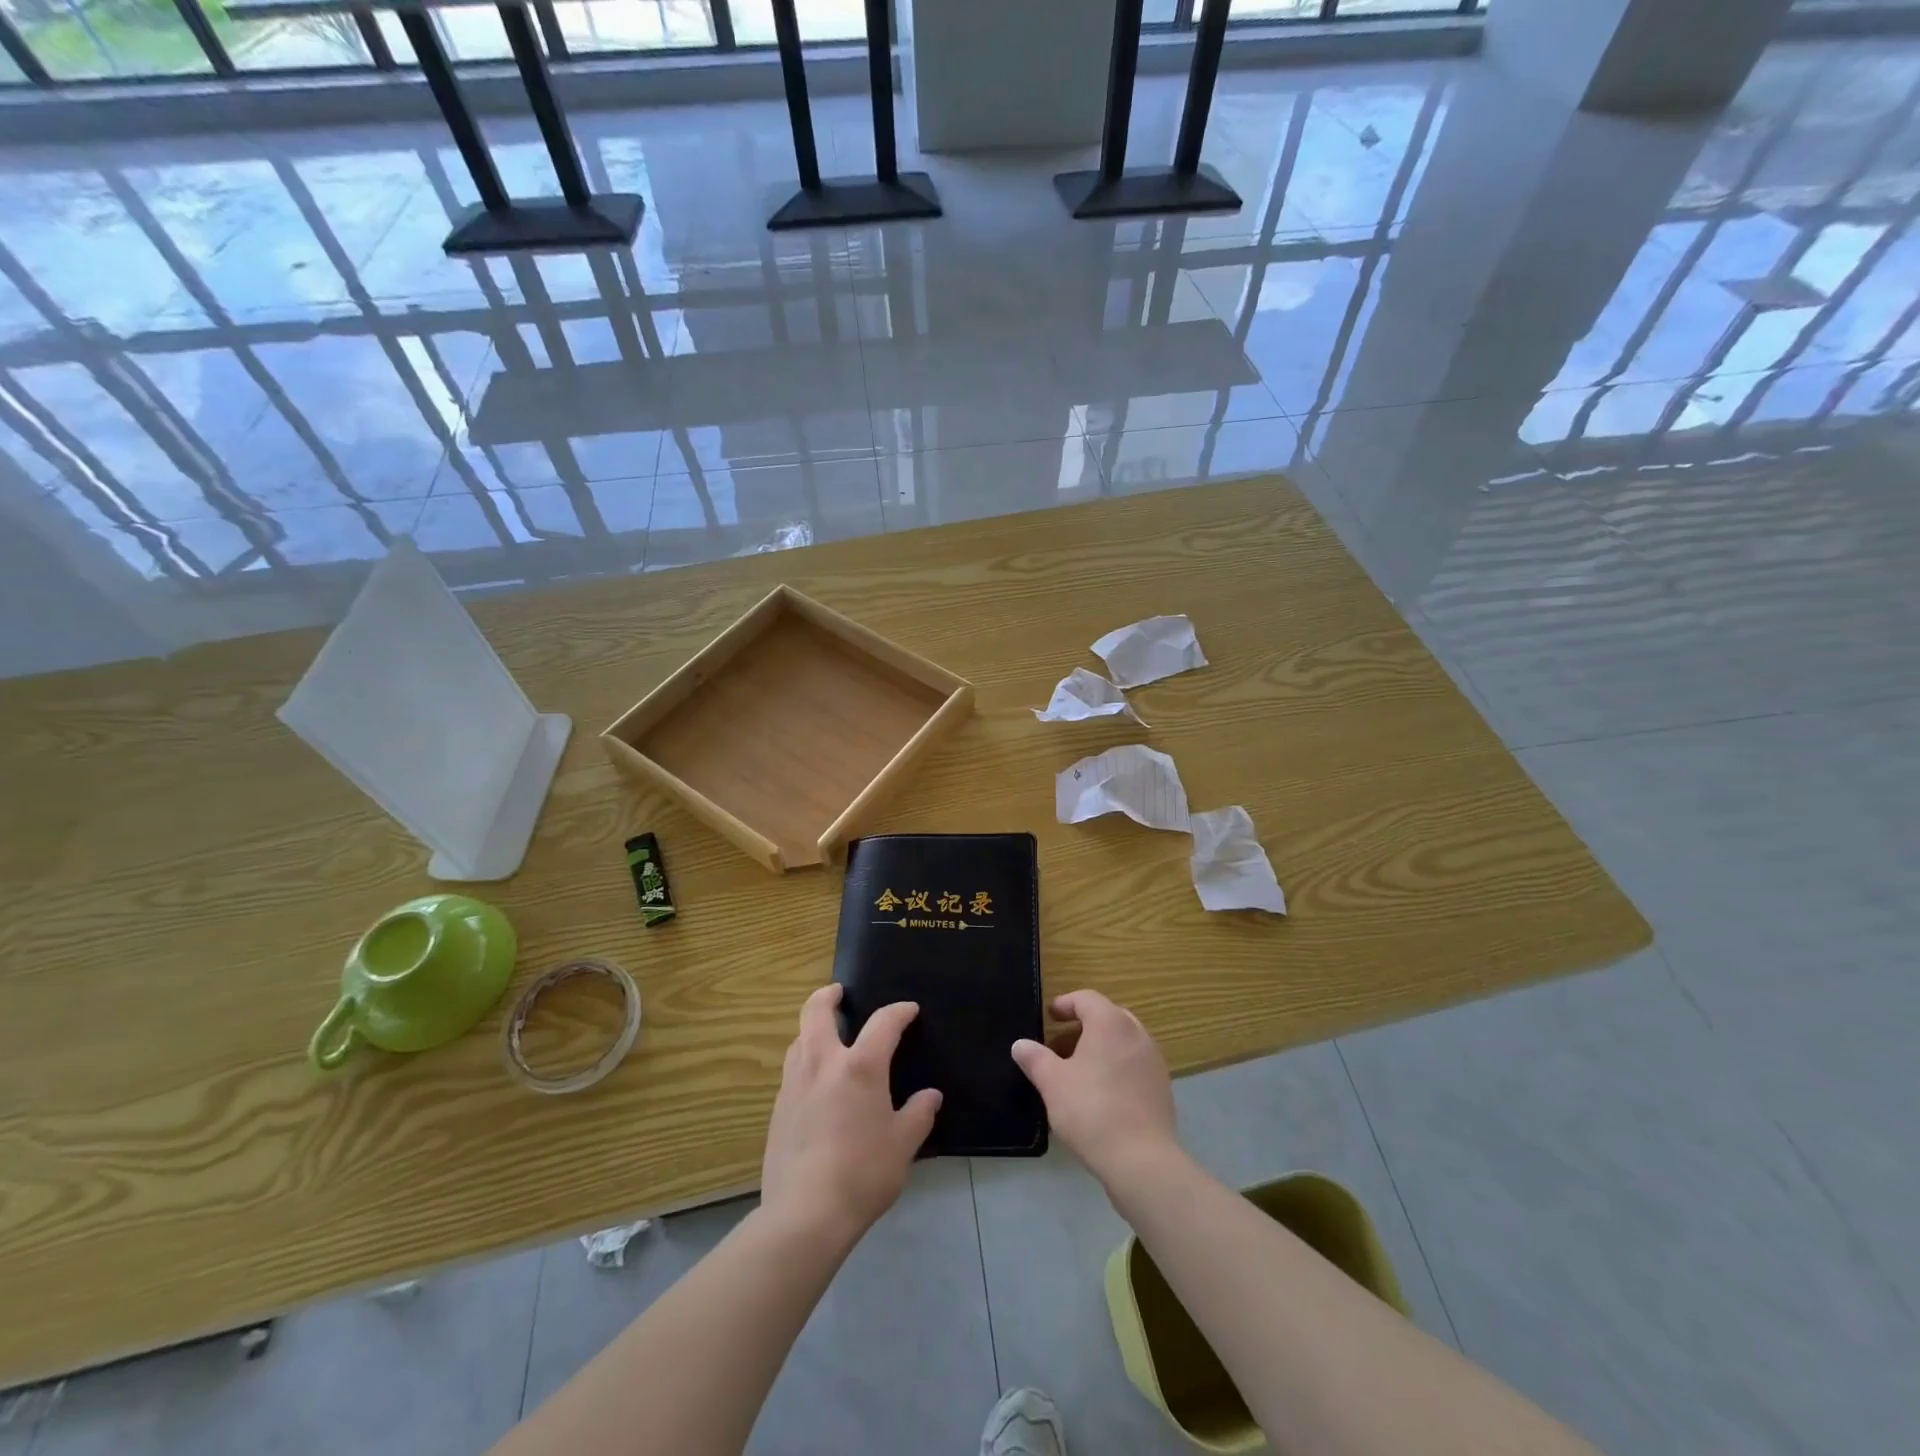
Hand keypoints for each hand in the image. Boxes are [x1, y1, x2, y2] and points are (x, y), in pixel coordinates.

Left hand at [761, 984, 941, 1245]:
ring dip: (811, 1029)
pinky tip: (814, 1083)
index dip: (899, 1012)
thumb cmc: (863, 1173)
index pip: (883, 1023)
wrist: (805, 1213)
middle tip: (838, 993)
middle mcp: (822, 1063)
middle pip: (816, 1012)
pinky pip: (791, 1070)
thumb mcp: (903, 1145)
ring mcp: (794, 1084)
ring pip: (798, 1039)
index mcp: (860, 1067)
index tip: (909, 1010)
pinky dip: (804, 1061)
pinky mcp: (777, 1109)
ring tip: (826, 1036)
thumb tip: (930, 1096)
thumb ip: (918, 1115)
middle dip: (828, 996)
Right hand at [1012, 990, 1178, 1188]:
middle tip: (1061, 1043)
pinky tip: (1101, 1093)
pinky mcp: (1162, 1088)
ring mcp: (1154, 1061)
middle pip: (1108, 1017)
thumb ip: (1035, 1058)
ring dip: (1101, 1047)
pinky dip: (1116, 1067)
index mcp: (1110, 1023)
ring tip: (1078, 1070)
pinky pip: (1134, 1065)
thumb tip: (1020, 1044)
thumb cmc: (1091, 1110)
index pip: (1086, 999)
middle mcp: (1136, 1034)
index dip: (1065, 1004)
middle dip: (1083, 1025)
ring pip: (1123, 1041)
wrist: (1141, 1160)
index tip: (1049, 1016)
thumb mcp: (1052, 1083)